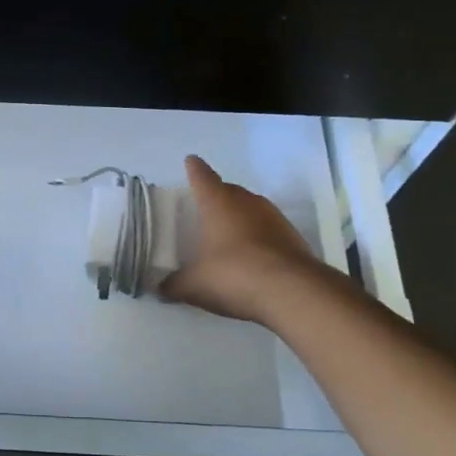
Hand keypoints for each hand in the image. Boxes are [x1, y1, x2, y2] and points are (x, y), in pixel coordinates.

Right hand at [160, 155, 321, 323]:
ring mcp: (274, 217)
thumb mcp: (194, 285)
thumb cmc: (233, 275)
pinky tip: (252, 259)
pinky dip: (258, 239)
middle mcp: (247, 202)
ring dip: (240, 219)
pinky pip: (268, 230)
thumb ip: (174, 284)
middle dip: (216, 197)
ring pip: (251, 209)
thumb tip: (162, 287)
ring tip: (227, 238)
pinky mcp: (293, 237)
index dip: (194, 169)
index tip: (191, 162)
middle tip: (204, 212)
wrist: (292, 293)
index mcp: (218, 202)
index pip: (202, 176)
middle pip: (228, 190)